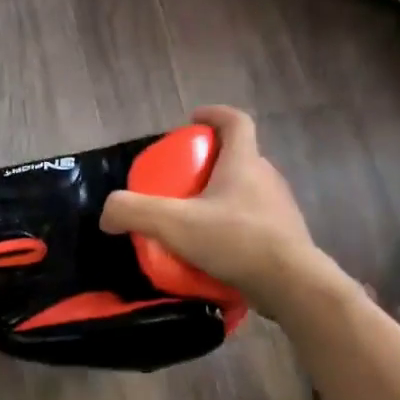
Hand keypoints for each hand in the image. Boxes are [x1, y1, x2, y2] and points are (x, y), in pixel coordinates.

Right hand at [99, 105, 319, 312]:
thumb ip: (134, 212)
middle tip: (182, 180)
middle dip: (210, 162)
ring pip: (246, 191)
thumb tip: (107, 215)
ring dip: (221, 196)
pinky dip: (232, 226)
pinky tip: (213, 249)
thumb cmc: (235, 241)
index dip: (214, 115)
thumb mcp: (173, 224)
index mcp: (244, 163)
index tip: (193, 120)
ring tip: (194, 218)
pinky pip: (253, 221)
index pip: (235, 121)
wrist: (291, 284)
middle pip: (238, 157)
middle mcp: (267, 178)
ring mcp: (280, 208)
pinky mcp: (284, 237)